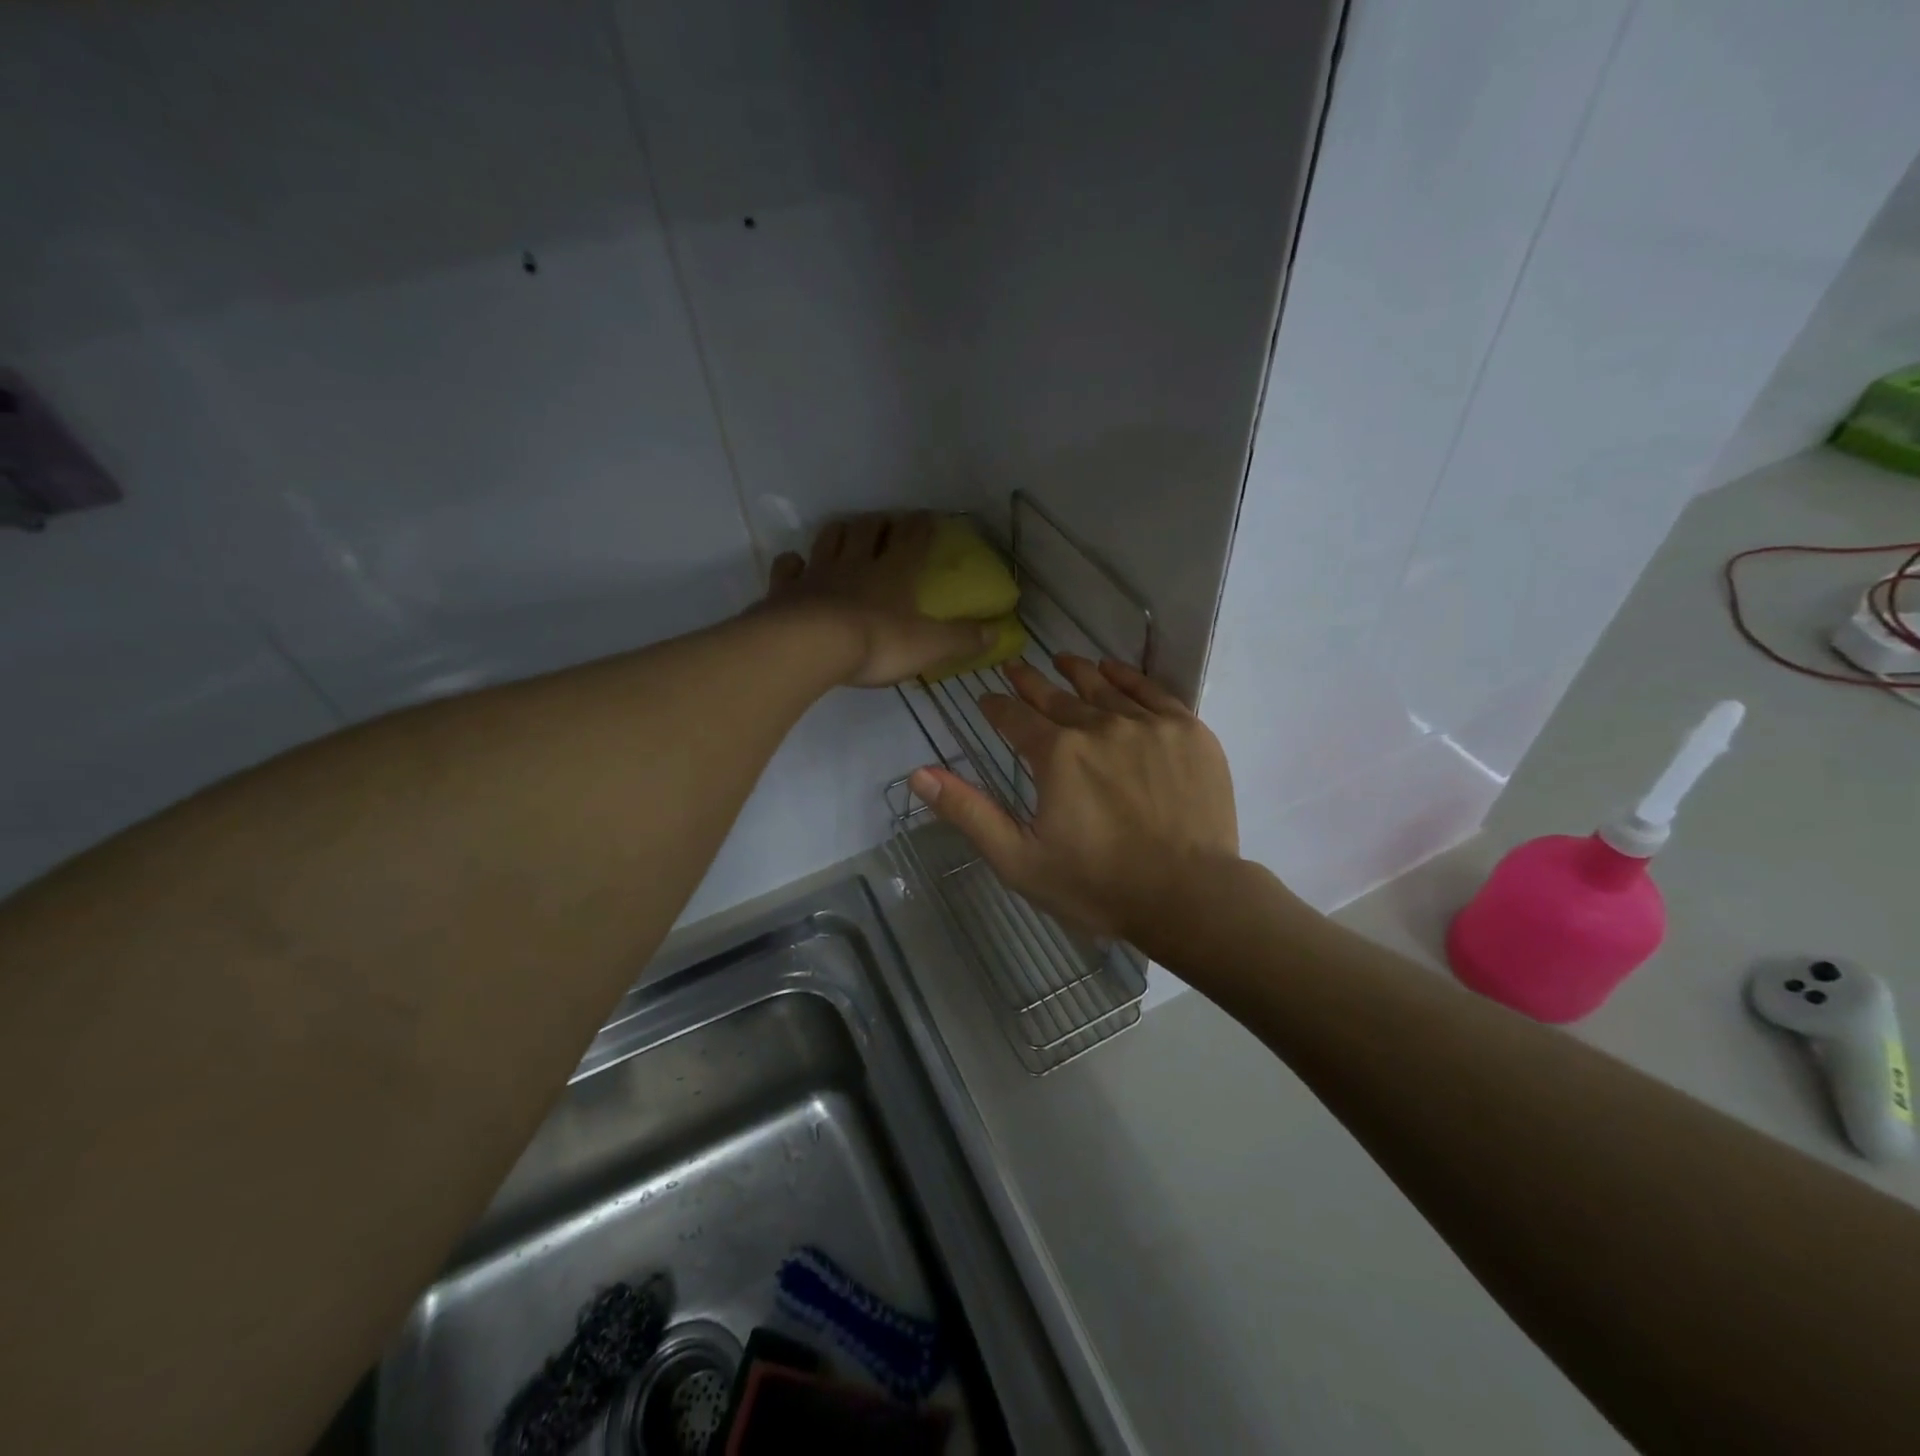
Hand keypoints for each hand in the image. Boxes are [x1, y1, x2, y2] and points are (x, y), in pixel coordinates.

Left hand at [762, 513, 990, 686]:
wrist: (811, 646)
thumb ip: (962, 638)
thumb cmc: (877, 643)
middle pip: (867, 530)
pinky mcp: (787, 590)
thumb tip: (998, 632)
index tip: (927, 516)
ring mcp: (819, 574)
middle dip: (878, 523)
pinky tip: (795, 563)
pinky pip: (789, 568)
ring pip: (829, 540)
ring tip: (846, 530)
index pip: (912, 540)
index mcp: (894, 573)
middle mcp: (856, 564)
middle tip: (884, 521)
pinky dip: (793, 563)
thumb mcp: (929, 646)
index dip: (921, 526)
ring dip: (840, 532)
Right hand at [909, 654, 1240, 944]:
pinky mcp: (1188, 731)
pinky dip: (1127, 677)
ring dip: (1077, 671)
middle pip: (1056, 696)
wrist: (1191, 896)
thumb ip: (968, 811)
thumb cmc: (1098, 885)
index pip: (1015, 718)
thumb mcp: (1019, 859)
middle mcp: (1098, 726)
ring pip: (1102, 687)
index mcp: (1056, 754)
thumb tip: (919, 772)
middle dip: (1030, 683)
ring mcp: (1147, 725)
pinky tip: (1113, 670)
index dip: (996, 706)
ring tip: (1061, 659)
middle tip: (1016, 668)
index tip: (986, 698)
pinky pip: (1151, 690)